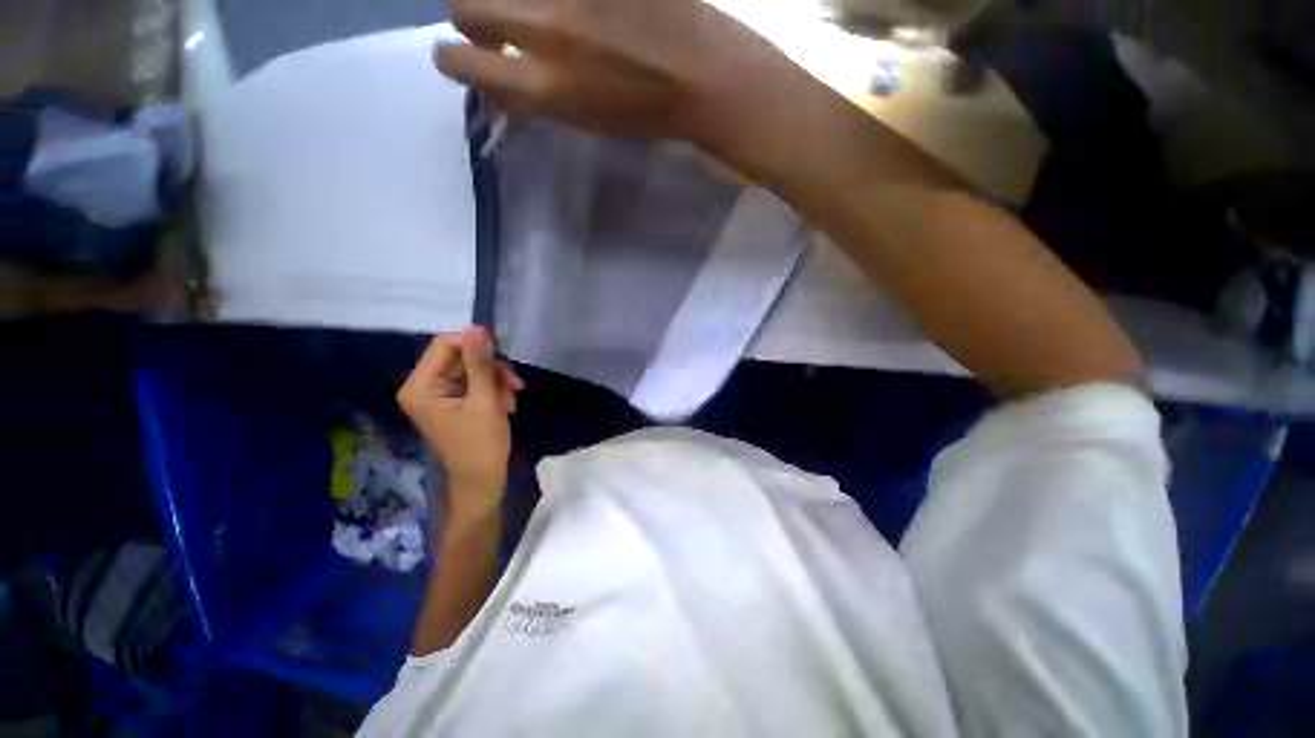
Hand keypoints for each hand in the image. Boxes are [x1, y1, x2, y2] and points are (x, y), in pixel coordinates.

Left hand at [398, 327, 525, 514]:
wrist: (483, 481)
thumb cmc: (481, 445)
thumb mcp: (484, 401)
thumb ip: (480, 363)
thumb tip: (479, 328)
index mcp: (420, 387)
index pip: (445, 345)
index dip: (475, 344)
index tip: (505, 353)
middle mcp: (423, 387)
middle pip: (460, 357)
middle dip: (491, 368)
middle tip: (515, 384)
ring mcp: (439, 395)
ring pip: (472, 369)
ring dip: (496, 380)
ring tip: (512, 400)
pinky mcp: (453, 402)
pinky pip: (475, 383)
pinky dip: (494, 389)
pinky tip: (507, 404)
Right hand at [434, 0, 795, 145]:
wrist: (703, 76)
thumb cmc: (643, 114)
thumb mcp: (583, 120)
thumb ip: (535, 97)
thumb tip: (496, 79)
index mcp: (543, 86)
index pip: (461, 61)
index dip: (453, 58)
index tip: (462, 57)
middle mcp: (543, 31)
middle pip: (466, 5)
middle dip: (473, 19)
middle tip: (500, 28)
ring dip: (510, 1)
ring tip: (545, 18)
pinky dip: (557, 2)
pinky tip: (580, 16)